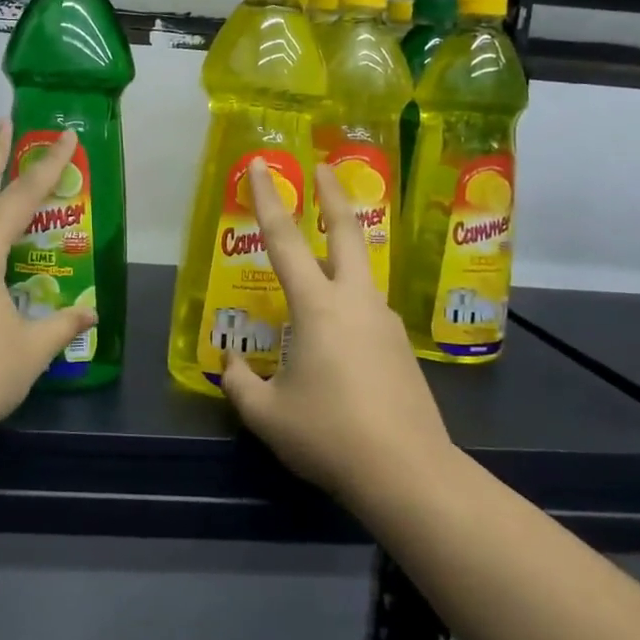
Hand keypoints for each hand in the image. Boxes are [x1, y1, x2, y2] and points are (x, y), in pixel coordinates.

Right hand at [219, 160, 451, 503]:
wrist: (409, 473)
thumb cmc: (329, 436)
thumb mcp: (267, 415)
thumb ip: (240, 383)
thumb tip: (231, 363)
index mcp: (317, 307)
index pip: (283, 240)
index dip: (268, 199)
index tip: (260, 166)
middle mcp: (355, 301)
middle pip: (347, 232)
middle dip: (332, 195)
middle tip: (325, 168)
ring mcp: (384, 321)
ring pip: (359, 274)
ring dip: (341, 255)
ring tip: (314, 276)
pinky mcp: (400, 346)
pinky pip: (367, 311)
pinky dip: (348, 305)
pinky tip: (336, 340)